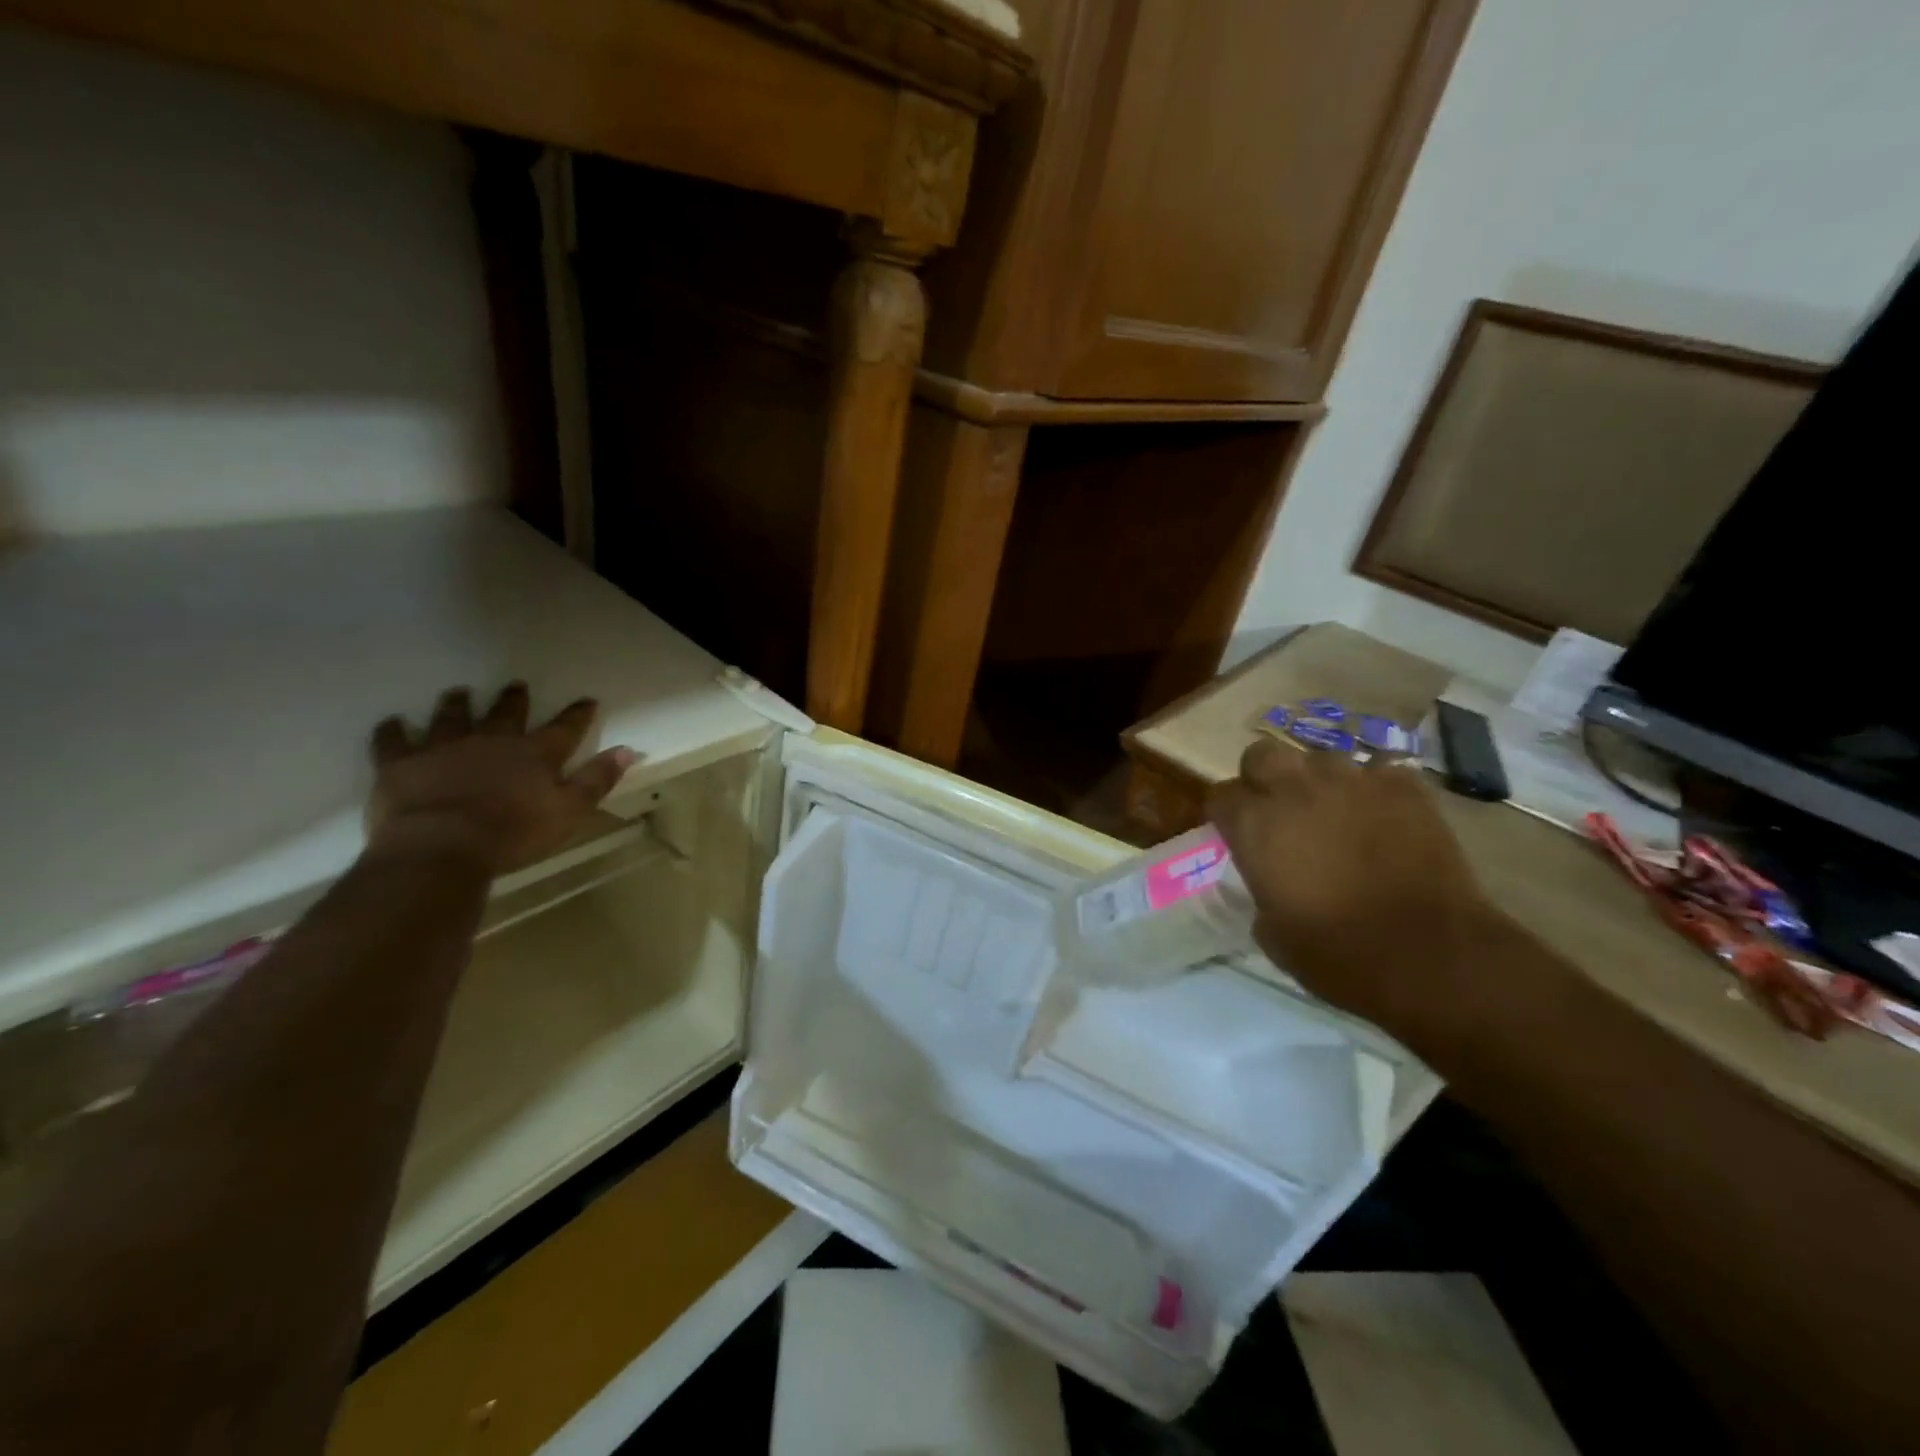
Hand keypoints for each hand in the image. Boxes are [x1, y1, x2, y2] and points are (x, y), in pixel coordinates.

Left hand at [366, 684, 634, 876]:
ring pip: (452, 718)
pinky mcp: (401, 764)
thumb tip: (626, 750)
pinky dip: (393, 731)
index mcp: (535, 754)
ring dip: (457, 705)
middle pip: (506, 714)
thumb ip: (597, 780)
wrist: (441, 848)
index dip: (578, 715)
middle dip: (514, 700)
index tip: (587, 700)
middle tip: (517, 686)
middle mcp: (492, 741)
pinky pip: (394, 741)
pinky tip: (392, 722)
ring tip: (458, 692)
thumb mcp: (570, 811)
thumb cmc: (514, 834)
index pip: (564, 729)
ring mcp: (444, 748)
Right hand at [1207, 738, 1497, 1048]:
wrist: (1431, 955)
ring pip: (1320, 758)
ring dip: (1318, 781)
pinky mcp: (1403, 786)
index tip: (1235, 833)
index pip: (1220, 795)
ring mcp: (1352, 781)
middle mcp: (1295, 789)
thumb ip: (1260, 890)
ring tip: (1333, 810)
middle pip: (1262, 755)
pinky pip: (1377, 770)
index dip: (1226, 814)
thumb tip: (1270, 879)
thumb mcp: (1271, 933)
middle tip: (1278, 809)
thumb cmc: (1338, 954)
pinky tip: (1381, 814)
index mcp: (1255, 824)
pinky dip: (1373, 788)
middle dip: (1263, 776)